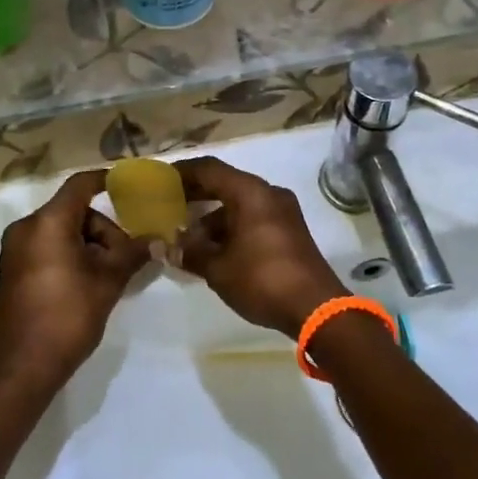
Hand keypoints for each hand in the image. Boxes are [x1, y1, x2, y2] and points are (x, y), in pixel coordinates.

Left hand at [0, 169, 147, 394]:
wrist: (21, 368)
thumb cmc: (67, 316)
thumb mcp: (107, 282)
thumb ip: (133, 254)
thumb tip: (158, 239)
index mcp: (47, 222)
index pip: (81, 185)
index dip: (107, 181)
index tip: (132, 187)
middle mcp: (27, 228)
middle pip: (74, 211)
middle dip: (104, 229)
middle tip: (125, 257)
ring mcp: (16, 250)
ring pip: (62, 231)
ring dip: (90, 245)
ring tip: (109, 276)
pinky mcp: (14, 270)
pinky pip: (48, 247)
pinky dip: (71, 255)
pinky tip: (89, 282)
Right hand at [176, 157, 346, 339]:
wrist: (316, 309)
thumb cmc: (262, 279)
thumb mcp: (218, 269)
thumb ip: (190, 253)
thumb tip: (168, 247)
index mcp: (250, 192)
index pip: (209, 169)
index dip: (182, 172)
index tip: (160, 181)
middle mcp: (268, 194)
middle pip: (225, 184)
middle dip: (196, 195)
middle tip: (168, 205)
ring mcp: (282, 212)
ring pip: (239, 204)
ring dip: (212, 217)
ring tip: (186, 238)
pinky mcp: (289, 232)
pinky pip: (252, 219)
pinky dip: (231, 229)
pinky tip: (212, 251)